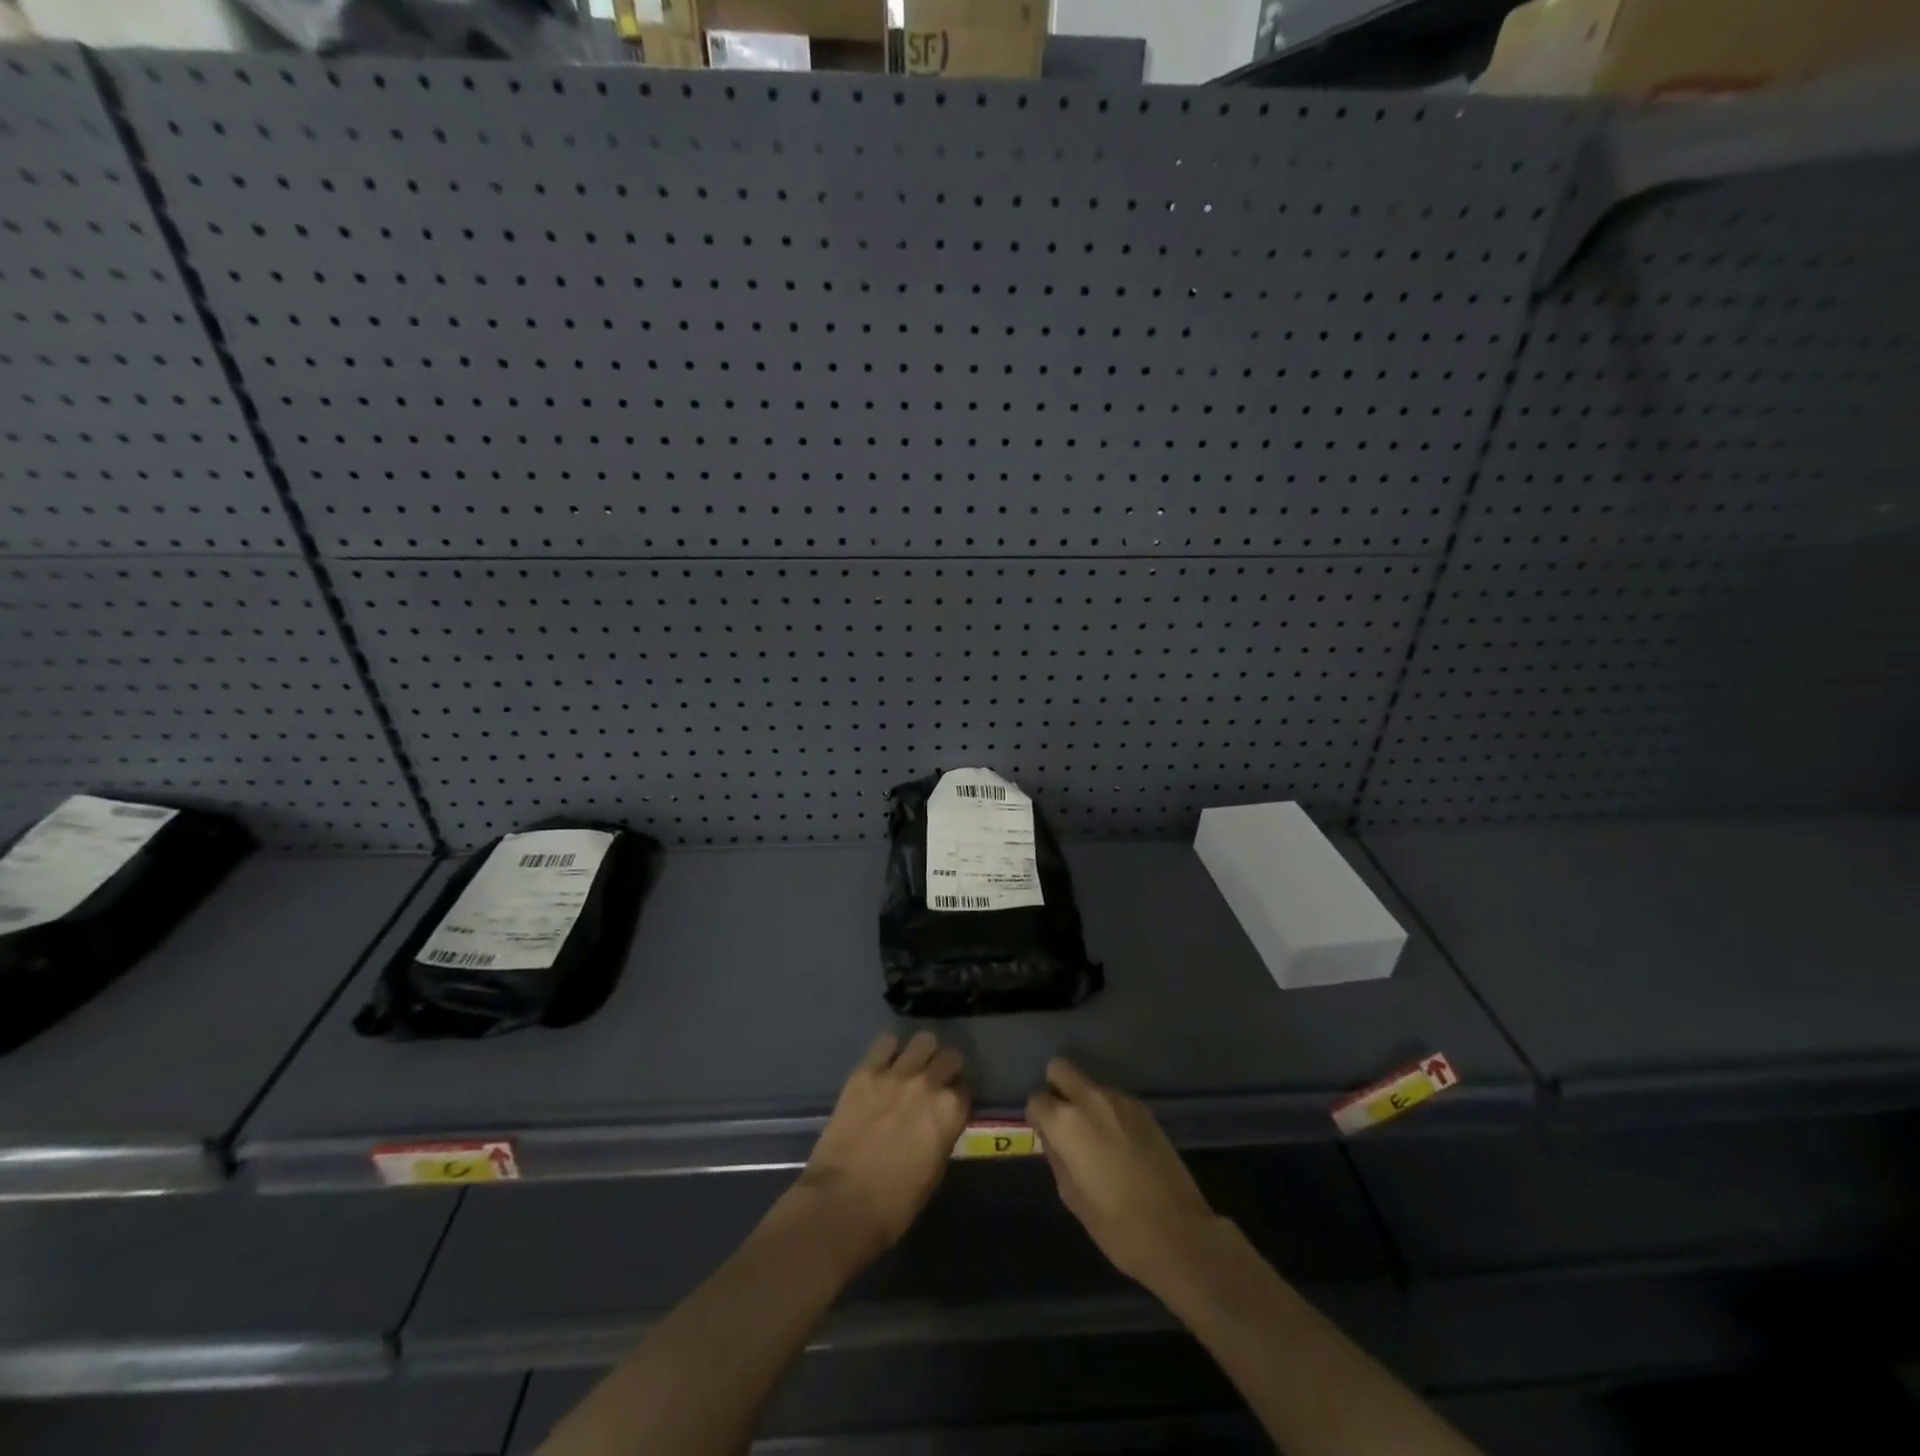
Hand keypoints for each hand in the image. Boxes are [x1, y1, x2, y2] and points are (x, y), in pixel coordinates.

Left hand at [794, 1031, 969, 1270]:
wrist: (842, 1203)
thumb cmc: (894, 1203)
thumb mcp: (934, 1171)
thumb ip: (942, 1135)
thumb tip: (939, 1121)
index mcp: (950, 1112)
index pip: (966, 1089)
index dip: (957, 1097)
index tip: (949, 1104)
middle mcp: (929, 1084)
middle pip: (949, 1057)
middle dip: (946, 1068)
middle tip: (934, 1082)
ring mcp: (896, 1073)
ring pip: (923, 1040)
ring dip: (922, 1053)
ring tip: (912, 1067)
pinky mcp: (866, 1071)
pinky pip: (885, 1042)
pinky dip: (890, 1050)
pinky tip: (885, 1063)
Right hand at [1026, 1058, 1218, 1292]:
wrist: (1179, 1234)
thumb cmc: (1116, 1226)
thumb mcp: (1072, 1197)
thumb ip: (1056, 1156)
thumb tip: (1052, 1137)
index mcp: (1066, 1122)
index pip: (1036, 1100)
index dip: (1037, 1118)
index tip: (1045, 1136)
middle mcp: (1091, 1099)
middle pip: (1060, 1069)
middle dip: (1055, 1089)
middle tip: (1063, 1122)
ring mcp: (1121, 1100)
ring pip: (1089, 1084)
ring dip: (1084, 1102)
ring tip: (1096, 1139)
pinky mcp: (1145, 1109)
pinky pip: (1113, 1099)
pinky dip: (1108, 1112)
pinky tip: (1120, 1143)